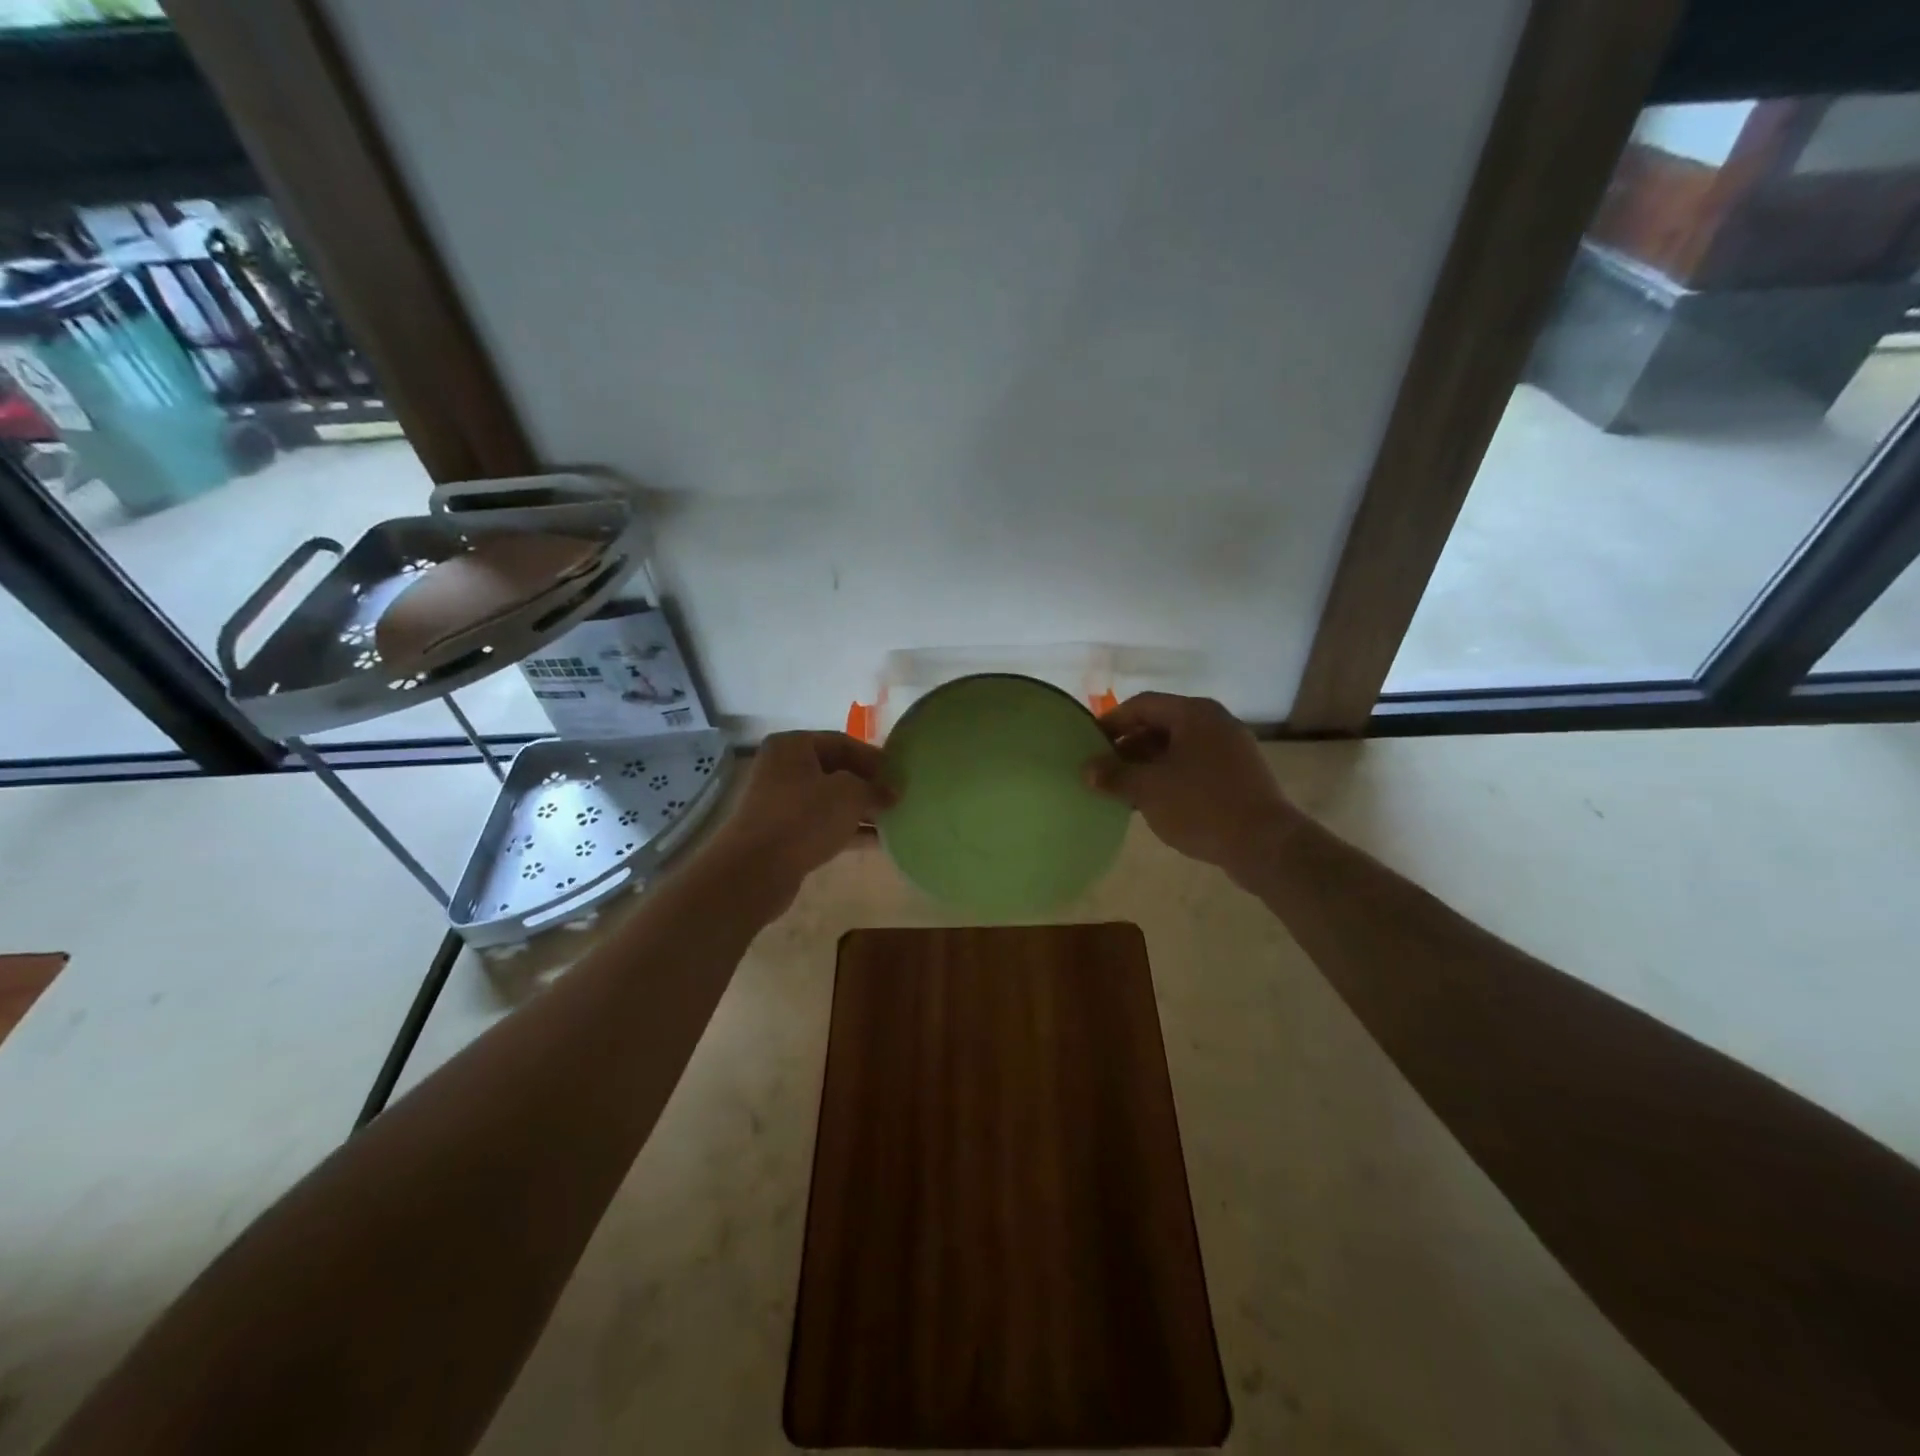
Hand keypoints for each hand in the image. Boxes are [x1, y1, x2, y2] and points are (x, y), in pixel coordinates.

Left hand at [703, 731, 891, 904]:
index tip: (899, 775)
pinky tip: (877, 841)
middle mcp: (782, 769)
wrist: (755, 870)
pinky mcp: (783, 833)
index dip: (874, 757)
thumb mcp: (849, 795)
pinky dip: (847, 829)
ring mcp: (780, 803)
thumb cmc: (804, 818)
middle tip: (897, 798)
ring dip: (860, 809)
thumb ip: (875, 788)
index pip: (842, 742)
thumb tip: (893, 792)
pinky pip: (822, 824)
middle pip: (835, 770)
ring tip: (893, 819)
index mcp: (793, 746)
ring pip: (829, 800)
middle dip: (867, 784)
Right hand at [1087, 693, 1297, 876]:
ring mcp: (1230, 749)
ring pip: (1177, 748)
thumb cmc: (1202, 806)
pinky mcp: (1239, 776)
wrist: (1265, 845)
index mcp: (1194, 714)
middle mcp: (1215, 723)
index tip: (1088, 743)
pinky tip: (1153, 802)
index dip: (1111, 722)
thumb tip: (1086, 769)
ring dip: (1147, 765)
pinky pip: (1194, 766)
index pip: (1142, 705)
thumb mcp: (1148, 789)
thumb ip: (1114, 775)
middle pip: (1160, 725)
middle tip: (1102, 769)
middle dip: (1128, 746)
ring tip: (1122, 788)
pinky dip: (1169, 777)